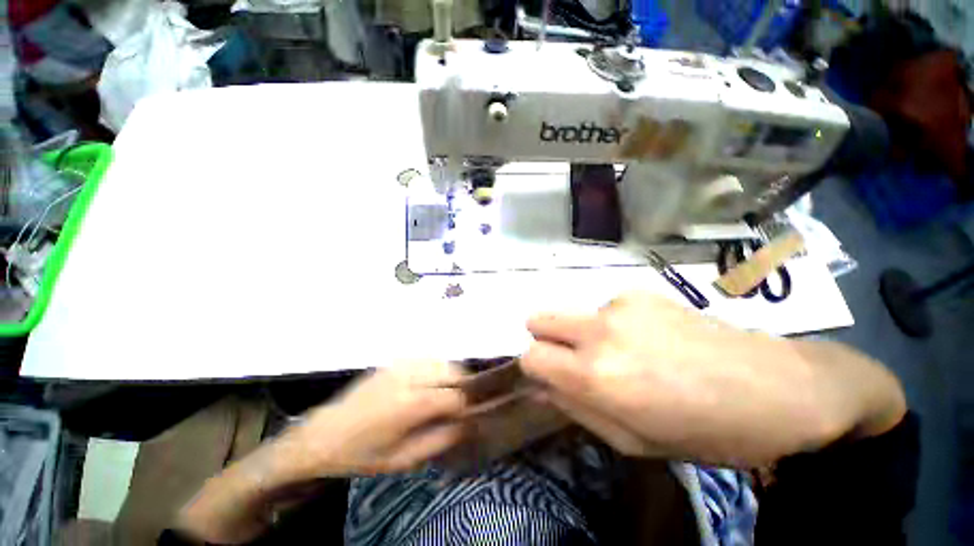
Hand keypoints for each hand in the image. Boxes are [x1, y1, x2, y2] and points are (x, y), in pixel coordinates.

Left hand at [179, 362, 466, 543]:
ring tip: (447, 391)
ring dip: (450, 374)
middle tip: (460, 402)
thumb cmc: (362, 454)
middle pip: (452, 371)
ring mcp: (400, 365)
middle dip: (463, 385)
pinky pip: (424, 357)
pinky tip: (429, 380)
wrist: (323, 434)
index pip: (454, 397)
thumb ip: (438, 441)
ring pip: (440, 360)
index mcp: (411, 404)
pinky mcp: (392, 362)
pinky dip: (435, 366)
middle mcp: (409, 377)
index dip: (466, 406)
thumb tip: (464, 424)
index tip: (466, 415)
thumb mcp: (401, 460)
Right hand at [521, 292, 905, 466]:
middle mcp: (599, 331)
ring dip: (585, 333)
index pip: (531, 357)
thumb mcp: (632, 442)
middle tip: (570, 358)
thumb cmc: (703, 431)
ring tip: (628, 353)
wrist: (776, 389)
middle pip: (537, 319)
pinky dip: (614, 323)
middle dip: (543, 338)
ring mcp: (619, 305)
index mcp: (595, 376)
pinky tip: (650, 338)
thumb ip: (576, 409)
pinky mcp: (639, 292)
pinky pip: (605, 308)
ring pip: (574, 316)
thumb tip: (541, 388)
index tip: (548, 375)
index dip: (533, 367)